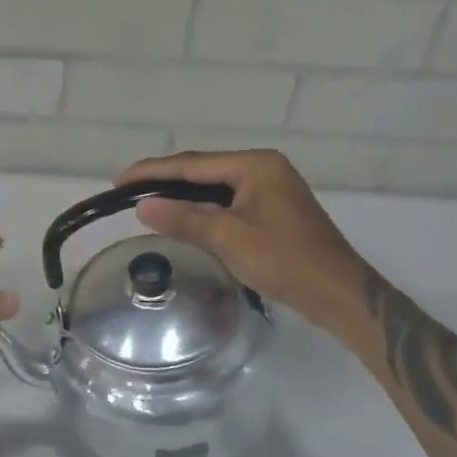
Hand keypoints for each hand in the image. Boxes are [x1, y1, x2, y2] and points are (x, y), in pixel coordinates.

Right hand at [113, 150, 366, 326]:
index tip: (119, 181)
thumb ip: (184, 218)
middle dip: (165, 180)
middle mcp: (264, 169)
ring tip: (147, 202)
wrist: (337, 293)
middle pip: (203, 170)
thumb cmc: (284, 260)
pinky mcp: (273, 211)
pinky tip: (183, 218)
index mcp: (256, 165)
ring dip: (182, 195)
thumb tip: (143, 207)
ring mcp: (271, 189)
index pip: (192, 164)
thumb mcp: (228, 238)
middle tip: (127, 191)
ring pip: (214, 187)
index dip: (152, 172)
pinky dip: (202, 209)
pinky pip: (227, 202)